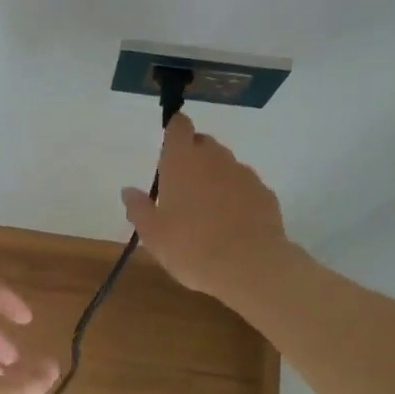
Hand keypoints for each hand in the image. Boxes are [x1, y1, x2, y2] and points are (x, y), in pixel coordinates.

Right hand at [122, 112, 291, 299]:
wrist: (249, 267)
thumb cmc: (191, 247)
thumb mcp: (153, 234)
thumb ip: (139, 208)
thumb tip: (128, 191)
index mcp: (181, 161)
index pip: (178, 126)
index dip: (174, 129)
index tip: (170, 144)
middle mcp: (214, 158)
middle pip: (203, 143)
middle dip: (194, 156)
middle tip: (183, 186)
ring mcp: (243, 174)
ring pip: (226, 165)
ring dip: (216, 177)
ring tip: (209, 209)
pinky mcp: (265, 193)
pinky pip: (246, 186)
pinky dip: (238, 196)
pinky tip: (233, 223)